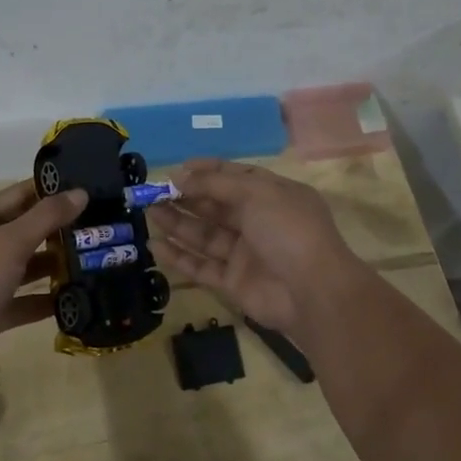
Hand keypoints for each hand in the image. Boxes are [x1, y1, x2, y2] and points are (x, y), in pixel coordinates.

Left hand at [0, 180, 86, 387]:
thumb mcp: (10, 243)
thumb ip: (47, 217)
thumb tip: (81, 192)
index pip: (17, 195)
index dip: (51, 191)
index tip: (88, 188)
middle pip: (24, 230)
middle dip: (59, 230)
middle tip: (99, 225)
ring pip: (27, 265)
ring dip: (56, 264)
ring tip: (95, 258)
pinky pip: (25, 299)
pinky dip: (47, 298)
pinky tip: (78, 296)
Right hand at [146, 159, 363, 331]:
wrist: (312, 292)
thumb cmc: (288, 230)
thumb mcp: (256, 193)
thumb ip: (217, 183)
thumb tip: (182, 175)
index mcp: (273, 195)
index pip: (236, 176)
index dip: (208, 171)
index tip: (178, 169)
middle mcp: (259, 222)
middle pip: (216, 205)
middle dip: (186, 197)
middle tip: (153, 192)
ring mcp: (245, 253)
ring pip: (205, 234)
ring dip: (178, 223)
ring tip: (148, 212)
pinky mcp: (233, 282)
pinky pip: (201, 266)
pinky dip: (179, 256)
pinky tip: (156, 245)